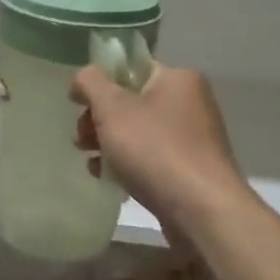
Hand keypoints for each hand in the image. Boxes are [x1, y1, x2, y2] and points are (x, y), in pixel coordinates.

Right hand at [71, 63, 249, 238]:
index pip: (130, 69)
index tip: (78, 106)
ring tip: (91, 163)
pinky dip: (128, 164)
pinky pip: (151, 158)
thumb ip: (91, 83)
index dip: (100, 84)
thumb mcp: (112, 108)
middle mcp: (190, 103)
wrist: (201, 210)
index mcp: (178, 79)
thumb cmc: (155, 149)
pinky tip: (110, 180)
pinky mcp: (190, 170)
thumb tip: (83, 78)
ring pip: (138, 132)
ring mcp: (193, 139)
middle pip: (131, 102)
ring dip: (109, 144)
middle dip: (99, 120)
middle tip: (81, 139)